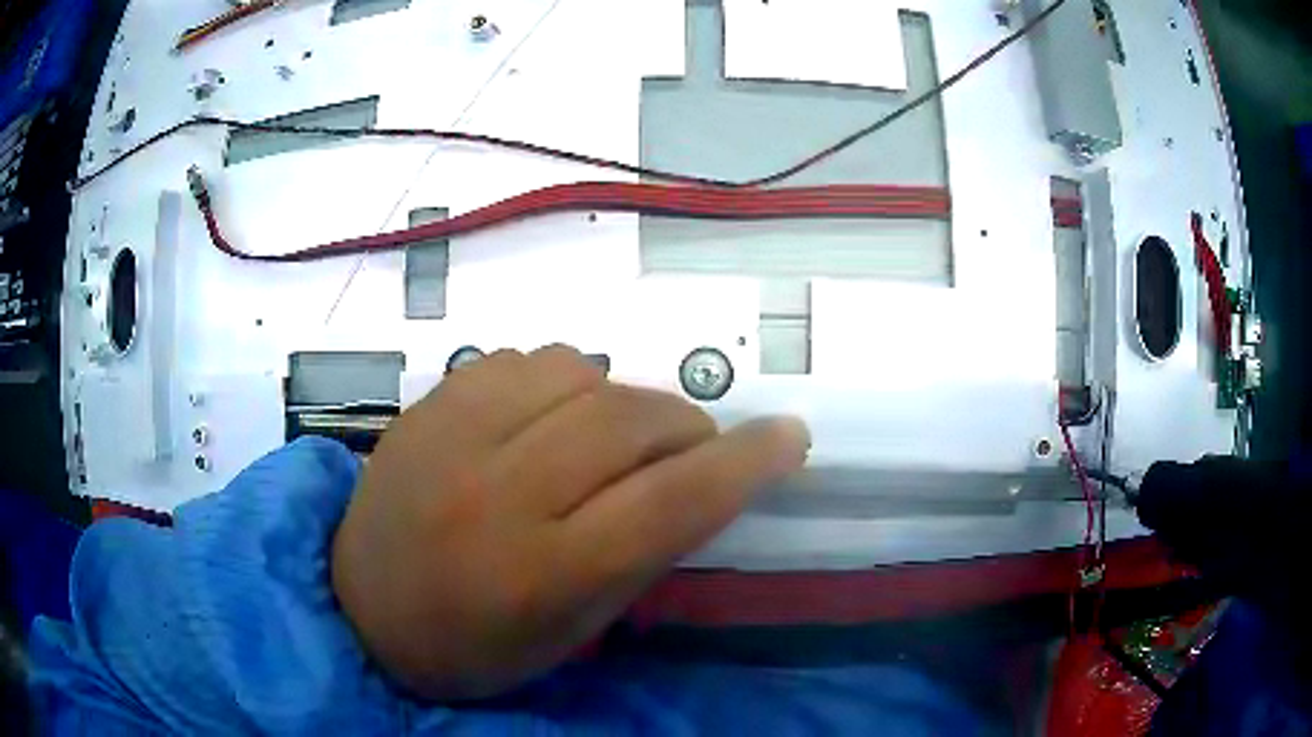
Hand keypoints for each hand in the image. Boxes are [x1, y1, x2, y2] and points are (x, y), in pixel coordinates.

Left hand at [331, 345, 808, 700]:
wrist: (362, 608)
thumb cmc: (475, 646)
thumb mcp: (572, 631)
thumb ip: (639, 554)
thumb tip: (699, 479)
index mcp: (541, 575)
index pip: (670, 503)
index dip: (746, 463)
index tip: (789, 437)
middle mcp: (496, 495)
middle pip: (628, 422)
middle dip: (686, 426)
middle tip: (694, 448)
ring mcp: (452, 438)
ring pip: (577, 372)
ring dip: (622, 398)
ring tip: (616, 435)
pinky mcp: (427, 406)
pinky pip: (521, 359)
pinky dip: (561, 380)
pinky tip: (551, 416)